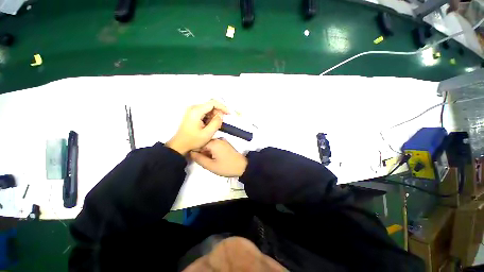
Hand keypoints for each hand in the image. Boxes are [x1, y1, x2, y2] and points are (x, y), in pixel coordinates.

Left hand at [166, 100, 228, 154]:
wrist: (180, 145)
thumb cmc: (192, 140)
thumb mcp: (207, 134)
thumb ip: (216, 123)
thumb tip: (221, 115)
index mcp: (196, 111)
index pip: (212, 103)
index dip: (222, 107)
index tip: (228, 114)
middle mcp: (194, 108)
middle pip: (210, 105)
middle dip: (218, 113)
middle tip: (221, 123)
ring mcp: (192, 110)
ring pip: (208, 109)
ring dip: (214, 116)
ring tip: (214, 126)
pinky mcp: (193, 114)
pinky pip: (204, 112)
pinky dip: (209, 118)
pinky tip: (209, 125)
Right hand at [190, 138, 247, 176]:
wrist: (242, 166)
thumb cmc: (226, 166)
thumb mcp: (211, 165)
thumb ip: (199, 159)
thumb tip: (191, 153)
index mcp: (213, 143)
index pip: (198, 144)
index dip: (196, 152)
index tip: (197, 160)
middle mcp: (218, 139)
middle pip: (204, 144)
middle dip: (202, 153)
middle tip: (206, 163)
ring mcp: (222, 141)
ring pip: (209, 146)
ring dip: (208, 153)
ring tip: (211, 162)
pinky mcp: (225, 144)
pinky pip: (215, 146)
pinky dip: (213, 152)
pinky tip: (216, 159)